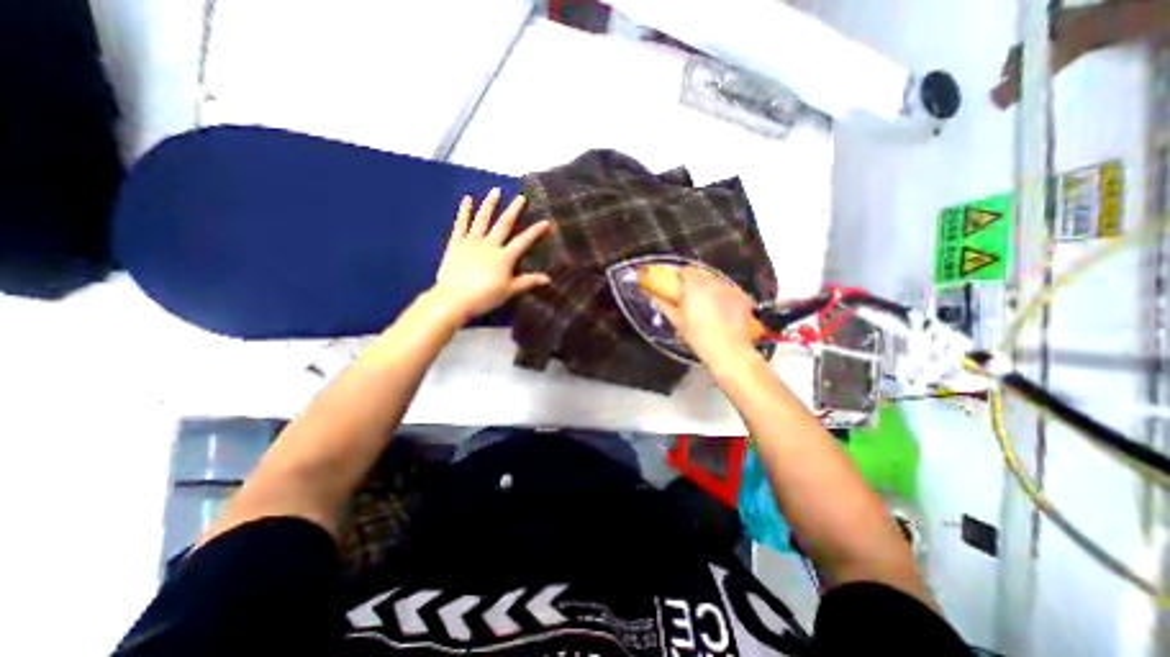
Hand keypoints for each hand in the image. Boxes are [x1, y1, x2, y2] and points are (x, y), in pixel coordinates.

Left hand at [430, 188, 553, 321]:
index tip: (546, 222)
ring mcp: (471, 242)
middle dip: (514, 210)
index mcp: (504, 257)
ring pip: (482, 220)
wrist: (454, 299)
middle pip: (503, 224)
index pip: (523, 241)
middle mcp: (489, 245)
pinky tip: (467, 200)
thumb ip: (527, 282)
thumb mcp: (509, 291)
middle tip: (521, 197)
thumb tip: (548, 279)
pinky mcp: (456, 244)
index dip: (535, 231)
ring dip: (490, 204)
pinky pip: (460, 225)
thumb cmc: (484, 297)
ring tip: (495, 191)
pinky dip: (464, 212)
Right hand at [658, 267, 758, 367]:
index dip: (680, 277)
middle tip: (691, 300)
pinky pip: (730, 291)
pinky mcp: (744, 296)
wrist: (730, 352)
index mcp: (695, 286)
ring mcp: (731, 288)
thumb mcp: (678, 322)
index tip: (677, 287)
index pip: (686, 270)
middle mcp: (714, 282)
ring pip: (716, 282)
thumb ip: (664, 304)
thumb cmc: (700, 338)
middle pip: (702, 274)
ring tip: (708, 308)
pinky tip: (723, 312)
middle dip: (695, 283)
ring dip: (710, 290)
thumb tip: (653, 294)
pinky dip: (725, 297)